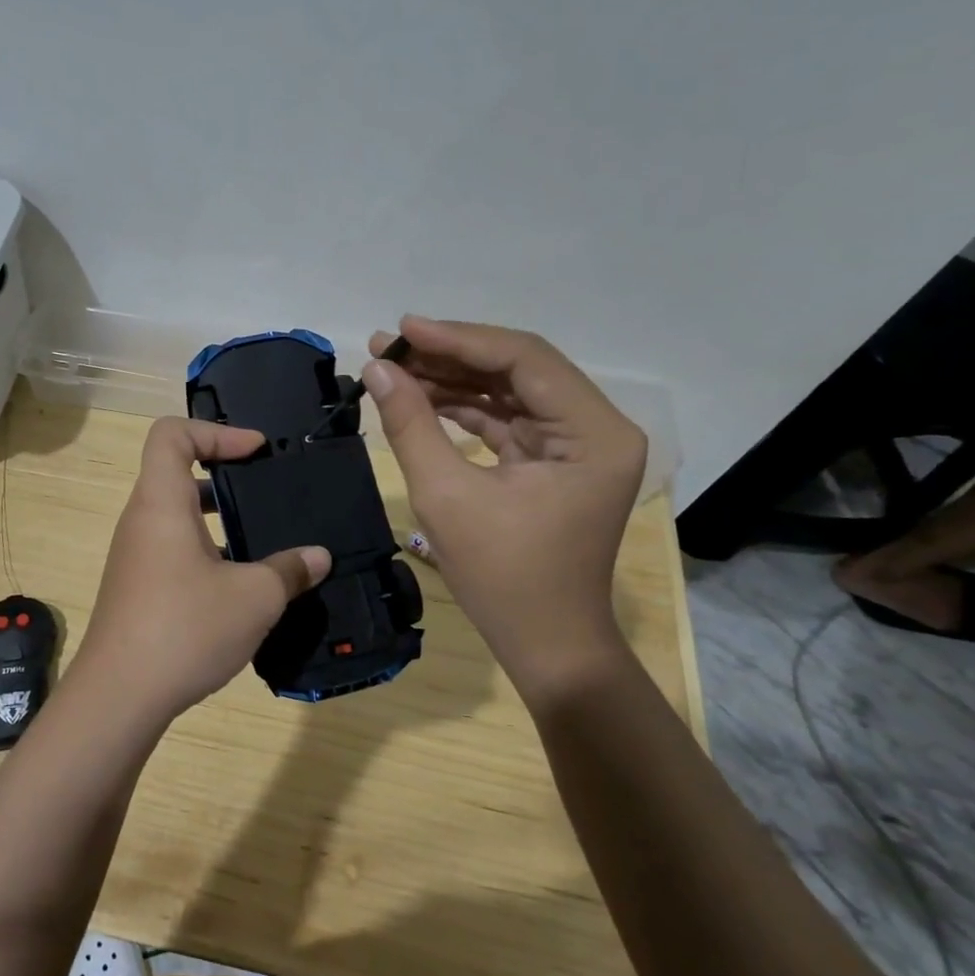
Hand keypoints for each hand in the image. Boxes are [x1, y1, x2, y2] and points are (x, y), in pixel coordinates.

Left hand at [74, 418, 331, 725]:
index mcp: (161, 503)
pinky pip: (173, 549)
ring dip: (218, 519)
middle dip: (224, 475)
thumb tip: (318, 557)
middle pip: (175, 472)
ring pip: (176, 516)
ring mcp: (135, 556)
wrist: (118, 696)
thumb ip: (289, 570)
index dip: (216, 431)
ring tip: (262, 541)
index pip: (172, 434)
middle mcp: (142, 521)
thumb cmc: (184, 628)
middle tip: (266, 493)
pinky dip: (206, 551)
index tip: (255, 451)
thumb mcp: (254, 598)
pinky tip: (240, 587)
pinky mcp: (137, 588)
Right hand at [364, 316, 645, 692]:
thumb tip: (378, 369)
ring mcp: (577, 445)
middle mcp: (596, 428)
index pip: (524, 359)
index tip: (402, 330)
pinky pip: (506, 420)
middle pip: (518, 369)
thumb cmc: (503, 577)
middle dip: (450, 356)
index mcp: (594, 433)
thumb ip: (411, 424)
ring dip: (453, 379)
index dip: (459, 339)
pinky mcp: (554, 462)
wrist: (545, 645)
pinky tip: (419, 399)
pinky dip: (464, 408)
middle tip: (389, 347)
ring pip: (509, 391)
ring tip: (394, 369)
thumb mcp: (447, 495)